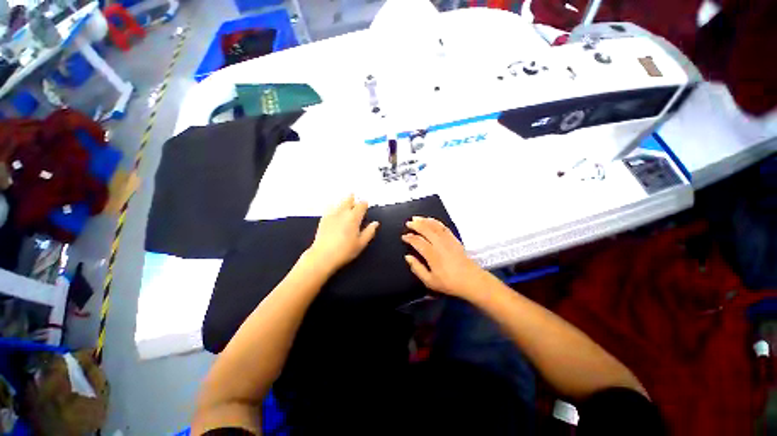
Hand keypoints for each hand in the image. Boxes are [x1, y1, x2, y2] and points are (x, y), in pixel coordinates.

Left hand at [305, 194, 379, 273]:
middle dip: (353, 198)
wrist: (323, 256)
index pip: (361, 206)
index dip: (364, 203)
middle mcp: (343, 213)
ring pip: (339, 203)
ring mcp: (332, 215)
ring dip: (344, 200)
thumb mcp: (361, 243)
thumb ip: (369, 232)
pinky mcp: (323, 219)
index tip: (366, 203)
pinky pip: (329, 207)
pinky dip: (333, 204)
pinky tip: (333, 205)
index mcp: (354, 217)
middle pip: (348, 201)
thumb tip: (375, 223)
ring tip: (346, 197)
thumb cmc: (345, 251)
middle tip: (355, 196)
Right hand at [402, 217, 486, 298]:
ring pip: (435, 226)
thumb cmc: (449, 283)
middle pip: (427, 230)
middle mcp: (440, 245)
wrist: (471, 281)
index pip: (418, 242)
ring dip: (425, 221)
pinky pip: (444, 227)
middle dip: (416, 225)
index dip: (410, 238)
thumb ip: (417, 268)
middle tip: (408, 223)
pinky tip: (431, 220)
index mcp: (433, 256)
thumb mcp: (430, 281)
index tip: (404, 237)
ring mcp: (448, 241)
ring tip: (417, 218)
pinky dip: (436, 222)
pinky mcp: (454, 239)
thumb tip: (408, 257)